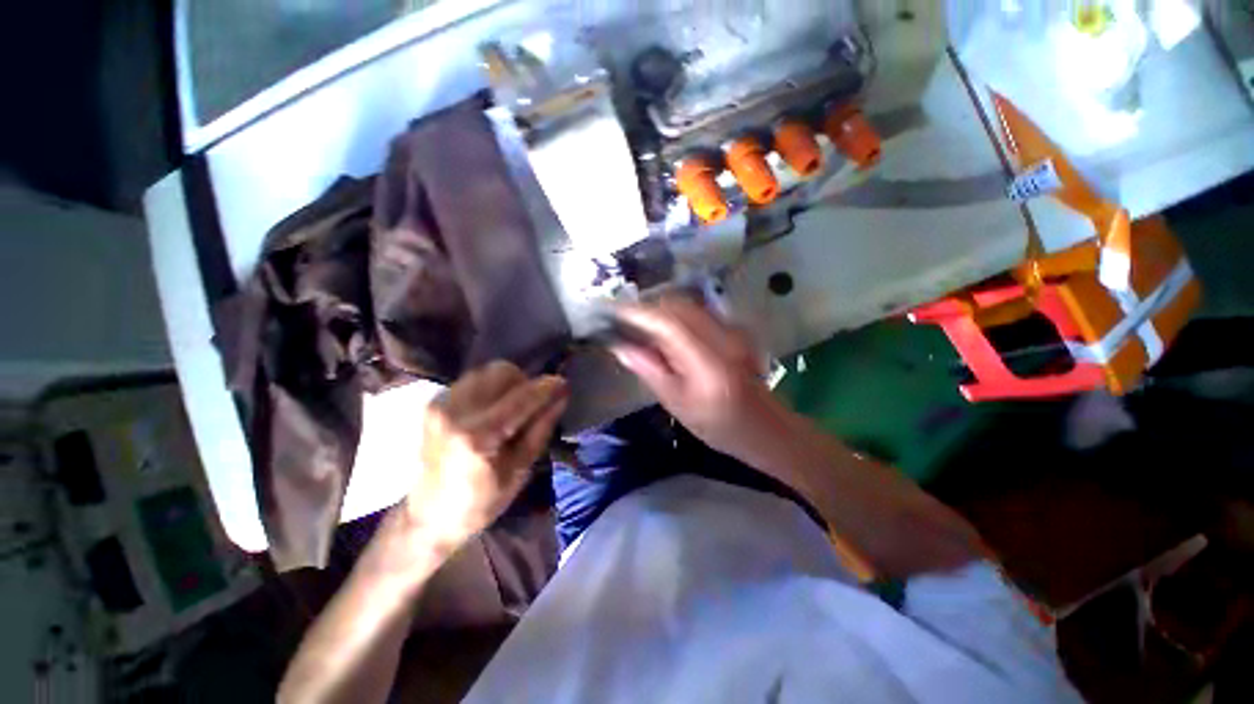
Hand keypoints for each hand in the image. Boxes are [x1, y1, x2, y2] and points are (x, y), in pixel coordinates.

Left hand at [404, 362, 567, 551]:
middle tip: (531, 404)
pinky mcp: (433, 402)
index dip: (546, 387)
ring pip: (486, 371)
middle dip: (524, 382)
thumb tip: (561, 395)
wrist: (429, 516)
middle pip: (501, 371)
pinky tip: (491, 409)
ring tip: (510, 406)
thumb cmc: (482, 501)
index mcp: (478, 437)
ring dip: (506, 383)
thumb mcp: (520, 469)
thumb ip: (541, 427)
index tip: (563, 384)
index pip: (521, 397)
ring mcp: (440, 404)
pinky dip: (489, 388)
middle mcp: (455, 412)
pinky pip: (471, 380)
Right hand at [611, 298, 776, 458]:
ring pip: (687, 305)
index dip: (636, 313)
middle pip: (676, 305)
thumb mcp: (678, 403)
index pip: (665, 323)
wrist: (765, 427)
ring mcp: (731, 329)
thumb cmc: (719, 426)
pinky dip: (676, 315)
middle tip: (624, 322)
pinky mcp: (734, 329)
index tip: (610, 311)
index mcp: (706, 361)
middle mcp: (721, 336)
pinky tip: (667, 333)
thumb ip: (650, 370)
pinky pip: (698, 311)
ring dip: (661, 310)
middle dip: (646, 308)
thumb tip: (620, 346)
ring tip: (641, 327)